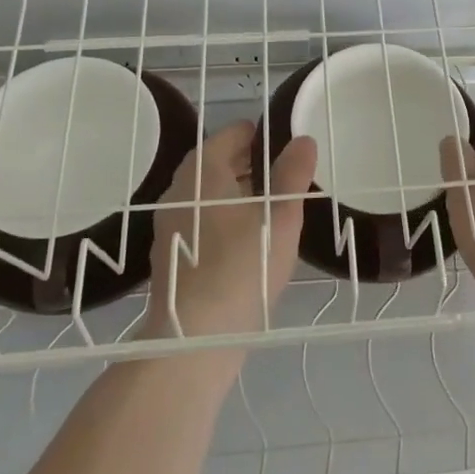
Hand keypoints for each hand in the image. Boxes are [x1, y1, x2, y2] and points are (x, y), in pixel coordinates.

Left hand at [144, 119, 315, 342]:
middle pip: (219, 162)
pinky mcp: (172, 254)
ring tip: (276, 207)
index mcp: (202, 170)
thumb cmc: (241, 266)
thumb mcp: (280, 216)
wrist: (193, 340)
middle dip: (252, 163)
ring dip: (240, 193)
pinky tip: (251, 241)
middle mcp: (180, 189)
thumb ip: (293, 174)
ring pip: (211, 194)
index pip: (232, 133)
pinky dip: (226, 219)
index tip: (288, 146)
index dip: (262, 135)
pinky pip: (203, 221)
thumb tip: (303, 140)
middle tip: (288, 175)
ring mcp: (171, 223)